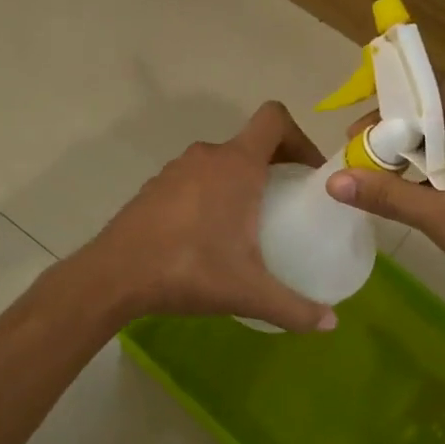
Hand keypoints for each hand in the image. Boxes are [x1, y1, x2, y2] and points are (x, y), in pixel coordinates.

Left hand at [85, 102, 340, 333]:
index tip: (308, 173)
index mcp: (237, 165)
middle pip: (251, 143)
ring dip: (240, 182)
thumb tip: (331, 324)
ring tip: (249, 223)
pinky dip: (210, 195)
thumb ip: (295, 308)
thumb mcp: (249, 292)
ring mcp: (175, 170)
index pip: (274, 119)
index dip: (300, 137)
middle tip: (288, 204)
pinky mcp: (154, 188)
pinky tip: (207, 236)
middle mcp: (207, 157)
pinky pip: (194, 180)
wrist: (114, 276)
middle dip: (275, 166)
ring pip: (220, 163)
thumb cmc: (189, 270)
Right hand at [326, 79, 444, 317]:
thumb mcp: (444, 219)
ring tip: (391, 169)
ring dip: (428, 143)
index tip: (355, 143)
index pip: (428, 92)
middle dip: (404, 130)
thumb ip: (388, 194)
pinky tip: (430, 179)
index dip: (386, 116)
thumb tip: (334, 181)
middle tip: (368, 157)